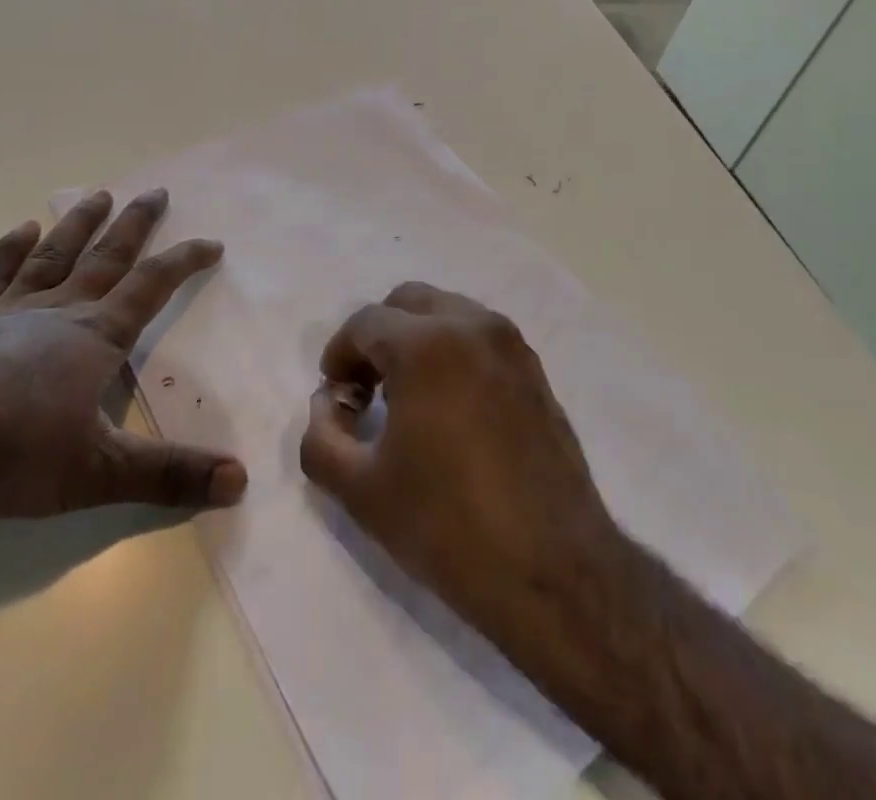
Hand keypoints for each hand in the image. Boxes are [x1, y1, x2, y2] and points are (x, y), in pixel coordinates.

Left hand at [0, 188, 245, 517]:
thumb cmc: (12, 449)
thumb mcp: (99, 472)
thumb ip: (169, 476)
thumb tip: (241, 480)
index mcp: (96, 336)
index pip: (153, 287)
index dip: (185, 262)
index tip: (212, 242)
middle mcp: (59, 310)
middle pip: (107, 257)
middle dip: (136, 225)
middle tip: (156, 191)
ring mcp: (8, 309)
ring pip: (54, 254)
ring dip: (80, 224)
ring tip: (100, 194)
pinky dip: (8, 250)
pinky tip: (22, 230)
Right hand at [298, 282, 623, 654]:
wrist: (554, 573)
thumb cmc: (448, 526)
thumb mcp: (361, 490)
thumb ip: (320, 437)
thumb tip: (327, 405)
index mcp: (426, 345)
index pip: (365, 323)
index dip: (339, 355)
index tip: (337, 398)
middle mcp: (471, 326)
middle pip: (407, 302)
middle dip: (378, 336)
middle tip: (366, 389)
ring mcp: (511, 345)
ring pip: (448, 313)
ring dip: (417, 339)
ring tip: (408, 398)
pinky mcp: (536, 371)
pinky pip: (480, 338)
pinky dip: (453, 352)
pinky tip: (450, 409)